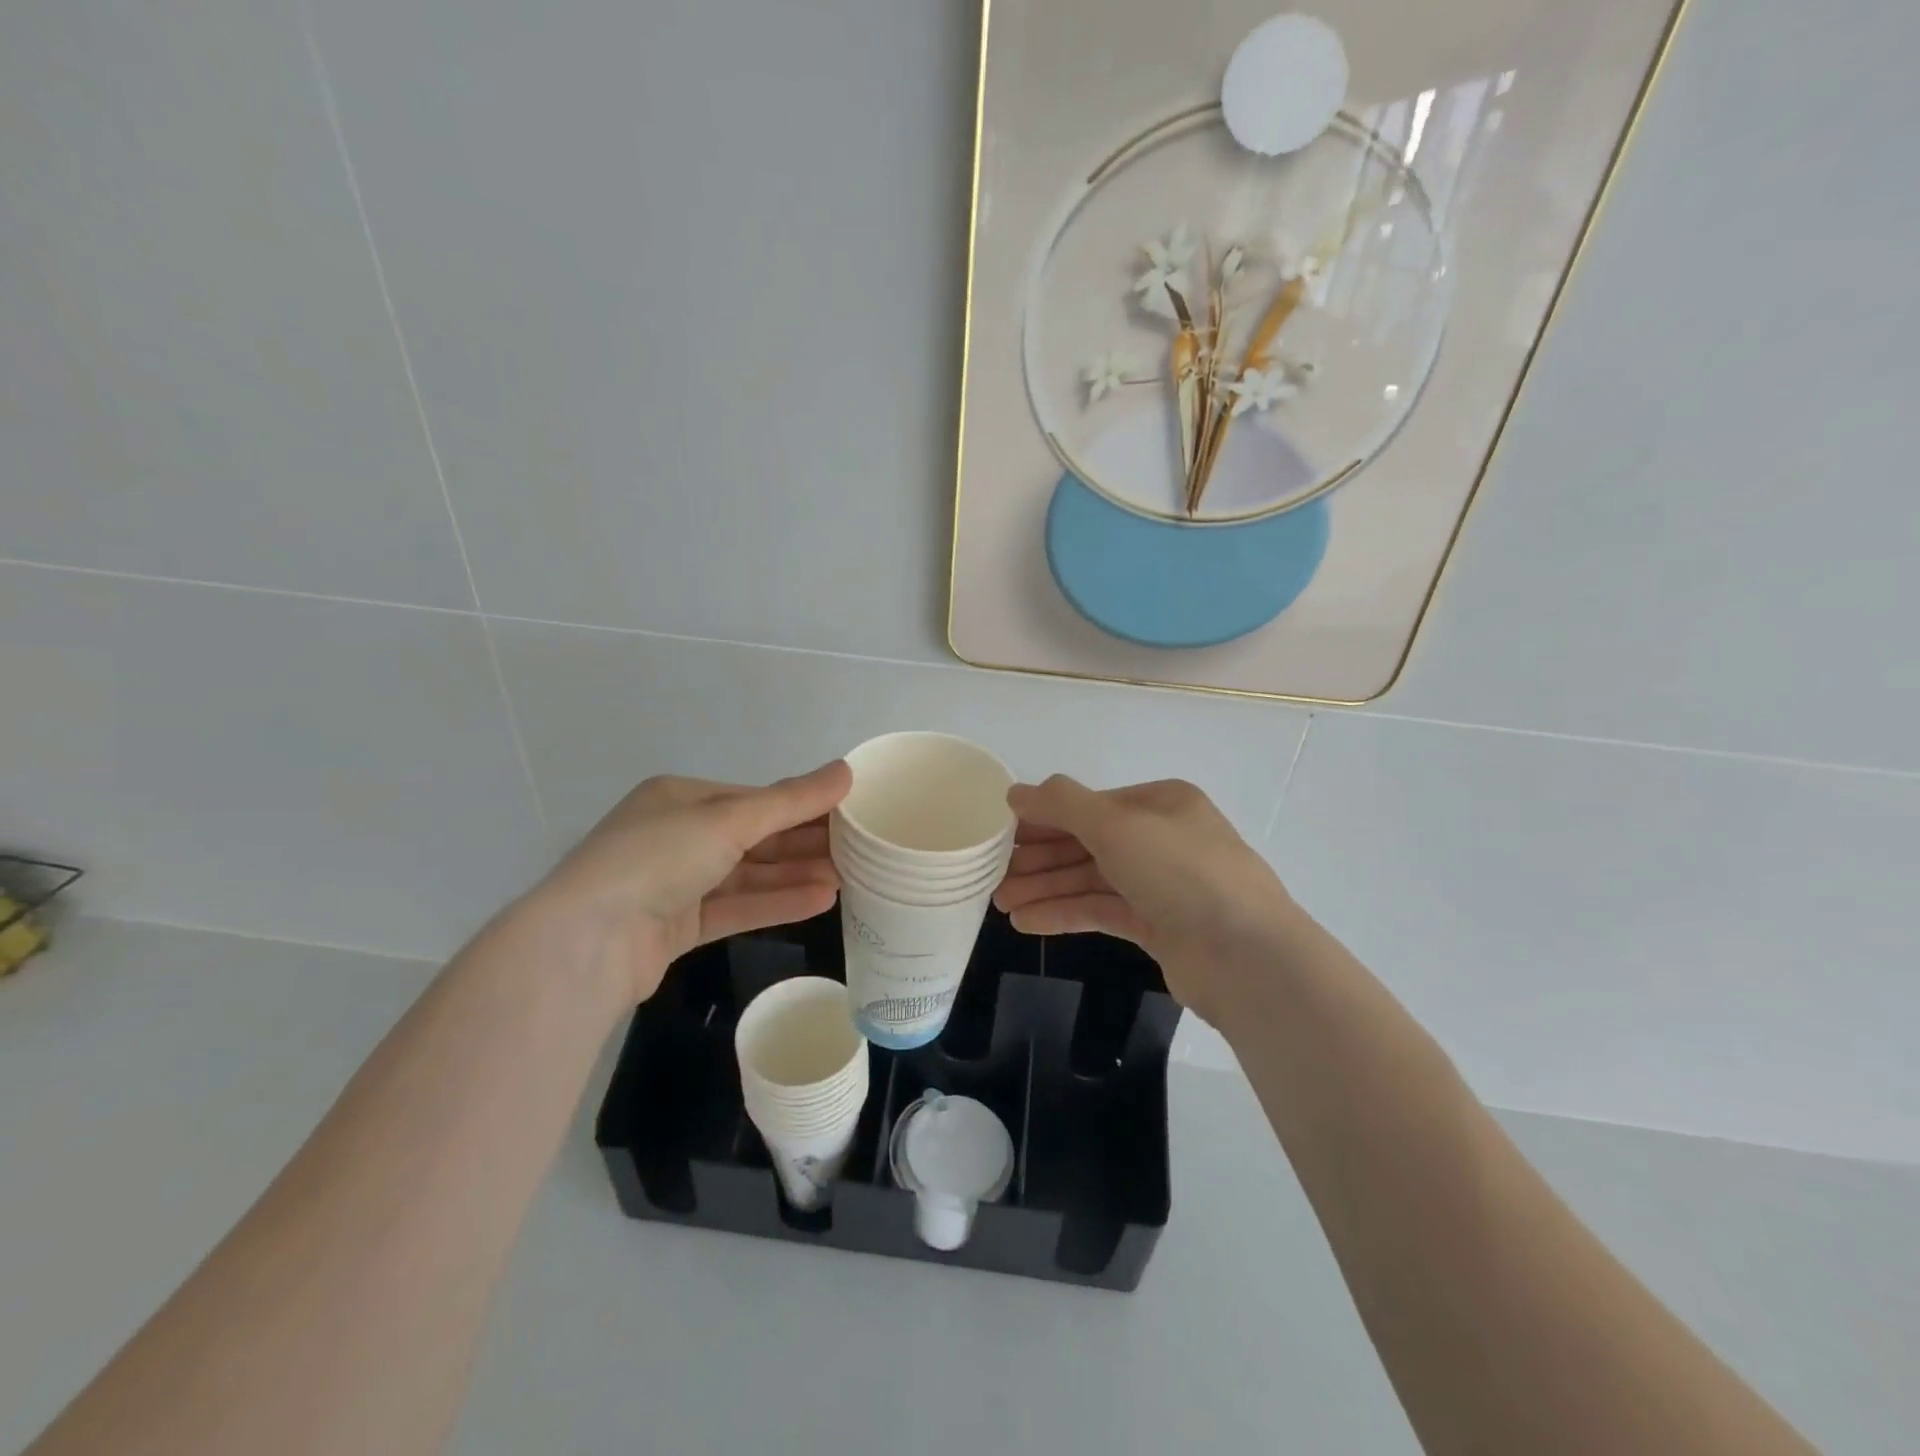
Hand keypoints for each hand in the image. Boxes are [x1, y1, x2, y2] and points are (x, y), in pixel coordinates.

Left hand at [525, 762, 851, 1003]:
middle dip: (805, 843)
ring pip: (749, 875)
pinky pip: (737, 907)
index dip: (803, 805)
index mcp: (681, 797)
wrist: (587, 943)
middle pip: (755, 836)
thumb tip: (846, 770)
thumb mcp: (729, 819)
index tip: (850, 812)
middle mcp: (678, 835)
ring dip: (796, 874)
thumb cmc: (657, 858)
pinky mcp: (678, 925)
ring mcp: (676, 883)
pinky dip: (776, 903)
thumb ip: (791, 800)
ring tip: (850, 878)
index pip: (755, 798)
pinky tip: (821, 901)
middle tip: (860, 849)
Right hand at [993, 776, 1297, 1025]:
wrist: (1246, 957)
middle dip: (1040, 859)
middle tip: (993, 875)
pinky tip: (1028, 923)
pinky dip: (1066, 914)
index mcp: (1161, 803)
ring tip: (1001, 904)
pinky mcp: (1159, 926)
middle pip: (1088, 843)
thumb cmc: (1180, 872)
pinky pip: (1102, 911)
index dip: (1044, 818)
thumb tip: (1016, 791)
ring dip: (1046, 889)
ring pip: (1092, 880)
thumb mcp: (1116, 825)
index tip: (1001, 835)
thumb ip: (1062, 805)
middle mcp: (1162, 839)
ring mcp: (1162, 885)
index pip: (1090, 806)